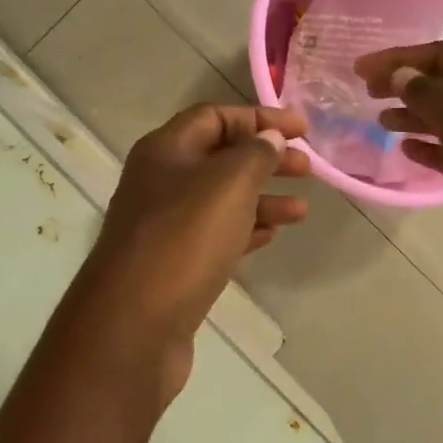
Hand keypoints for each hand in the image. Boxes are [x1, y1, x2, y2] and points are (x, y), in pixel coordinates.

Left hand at [80, 104, 310, 400]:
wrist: (134, 325)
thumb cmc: (183, 241)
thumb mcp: (228, 185)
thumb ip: (255, 155)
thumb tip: (269, 138)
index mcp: (165, 151)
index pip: (214, 117)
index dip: (259, 118)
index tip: (302, 130)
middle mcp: (159, 182)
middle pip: (219, 158)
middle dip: (265, 159)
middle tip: (308, 168)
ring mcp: (164, 227)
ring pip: (220, 201)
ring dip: (262, 199)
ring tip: (301, 210)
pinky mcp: (173, 265)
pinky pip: (215, 236)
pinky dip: (245, 231)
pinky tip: (271, 237)